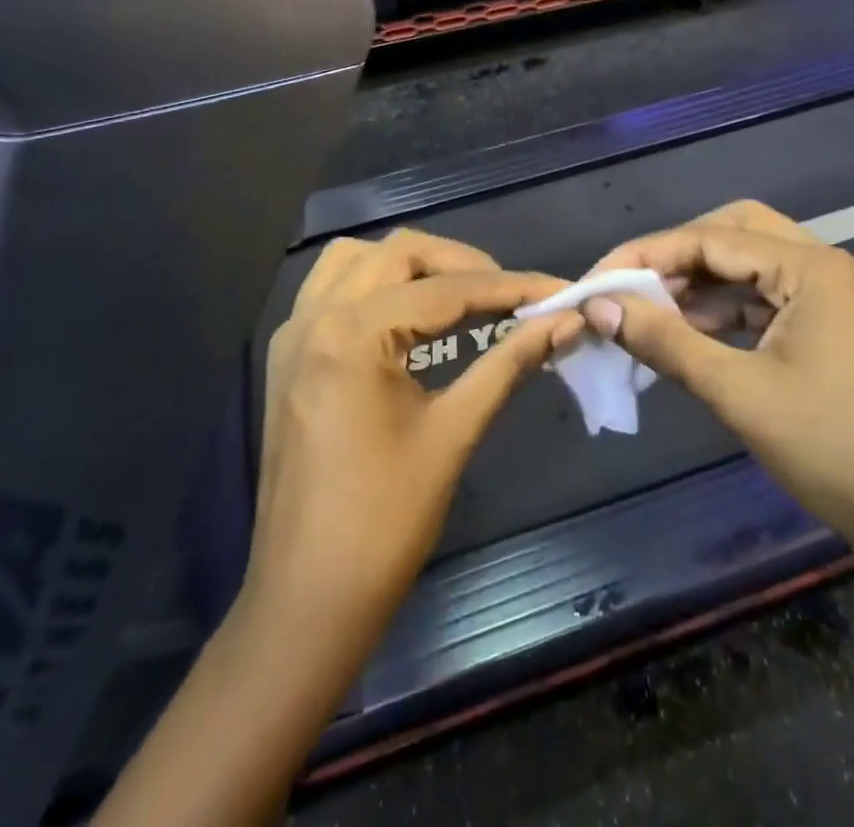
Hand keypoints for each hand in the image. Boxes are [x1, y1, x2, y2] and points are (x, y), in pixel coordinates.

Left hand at [245, 229, 581, 634]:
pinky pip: (330, 290)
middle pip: (398, 254)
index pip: (446, 290)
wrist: (307, 600)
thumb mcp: (454, 432)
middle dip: (461, 264)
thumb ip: (509, 363)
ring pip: (356, 260)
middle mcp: (314, 316)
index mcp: (352, 333)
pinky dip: (373, 285)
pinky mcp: (287, 357)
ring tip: (458, 295)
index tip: (558, 288)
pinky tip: (406, 316)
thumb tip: (567, 322)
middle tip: (509, 294)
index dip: (510, 287)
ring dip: (411, 265)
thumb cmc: (385, 522)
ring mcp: (293, 335)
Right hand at [582, 201, 853, 562]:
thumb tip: (599, 306)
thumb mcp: (739, 393)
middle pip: (736, 233)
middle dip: (678, 256)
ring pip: (754, 267)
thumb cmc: (837, 451)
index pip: (711, 239)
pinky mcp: (838, 331)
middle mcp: (828, 268)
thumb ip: (665, 341)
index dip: (645, 255)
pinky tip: (692, 335)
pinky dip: (728, 311)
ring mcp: (837, 300)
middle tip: (630, 287)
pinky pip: (770, 300)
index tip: (595, 281)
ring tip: (650, 313)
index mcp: (813, 268)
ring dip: (702, 284)